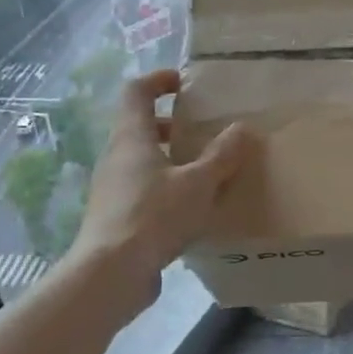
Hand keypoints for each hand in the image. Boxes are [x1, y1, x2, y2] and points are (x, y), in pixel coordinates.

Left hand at [70, 69, 249, 313]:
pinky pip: (142, 189)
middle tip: (201, 131)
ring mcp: (112, 188)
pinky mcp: (115, 216)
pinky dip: (165, 187)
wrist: (111, 273)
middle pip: (139, 127)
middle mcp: (116, 157)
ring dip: (169, 158)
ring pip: (141, 160)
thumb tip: (242, 128)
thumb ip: (221, 156)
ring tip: (203, 171)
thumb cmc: (154, 216)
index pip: (137, 92)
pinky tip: (190, 208)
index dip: (158, 80)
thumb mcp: (198, 183)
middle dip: (170, 124)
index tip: (184, 83)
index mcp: (132, 137)